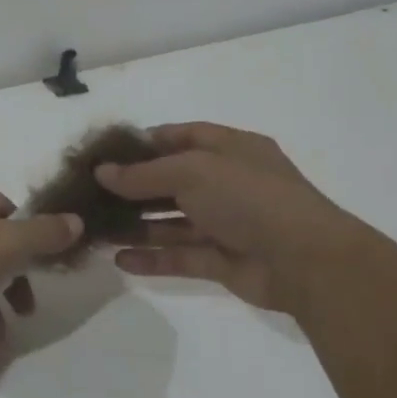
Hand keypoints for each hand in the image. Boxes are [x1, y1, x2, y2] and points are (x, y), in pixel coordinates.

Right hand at [95, 122, 353, 311]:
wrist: (305, 260)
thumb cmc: (249, 198)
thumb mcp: (192, 171)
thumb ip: (143, 173)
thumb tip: (102, 172)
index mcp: (231, 149)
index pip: (183, 137)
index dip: (146, 143)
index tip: (107, 154)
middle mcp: (228, 183)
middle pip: (172, 181)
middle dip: (133, 188)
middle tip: (92, 196)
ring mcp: (226, 224)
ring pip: (172, 222)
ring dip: (137, 225)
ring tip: (97, 230)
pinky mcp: (222, 260)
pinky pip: (180, 256)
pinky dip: (152, 258)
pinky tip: (120, 260)